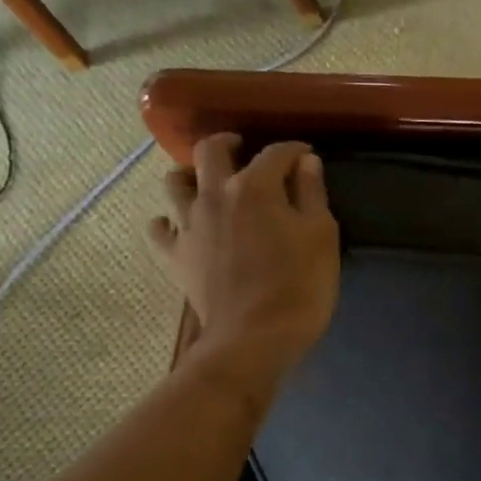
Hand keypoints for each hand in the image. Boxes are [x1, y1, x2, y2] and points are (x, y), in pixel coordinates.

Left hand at [146, 133, 339, 391]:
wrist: (254, 338)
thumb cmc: (299, 285)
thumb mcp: (321, 236)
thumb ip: (312, 194)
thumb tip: (305, 162)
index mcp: (254, 186)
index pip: (275, 153)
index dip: (294, 151)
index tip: (306, 157)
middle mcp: (214, 194)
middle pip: (210, 150)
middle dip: (229, 142)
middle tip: (243, 150)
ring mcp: (188, 225)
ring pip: (175, 182)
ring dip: (192, 175)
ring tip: (208, 184)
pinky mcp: (174, 256)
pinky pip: (158, 228)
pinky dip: (168, 221)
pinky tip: (182, 226)